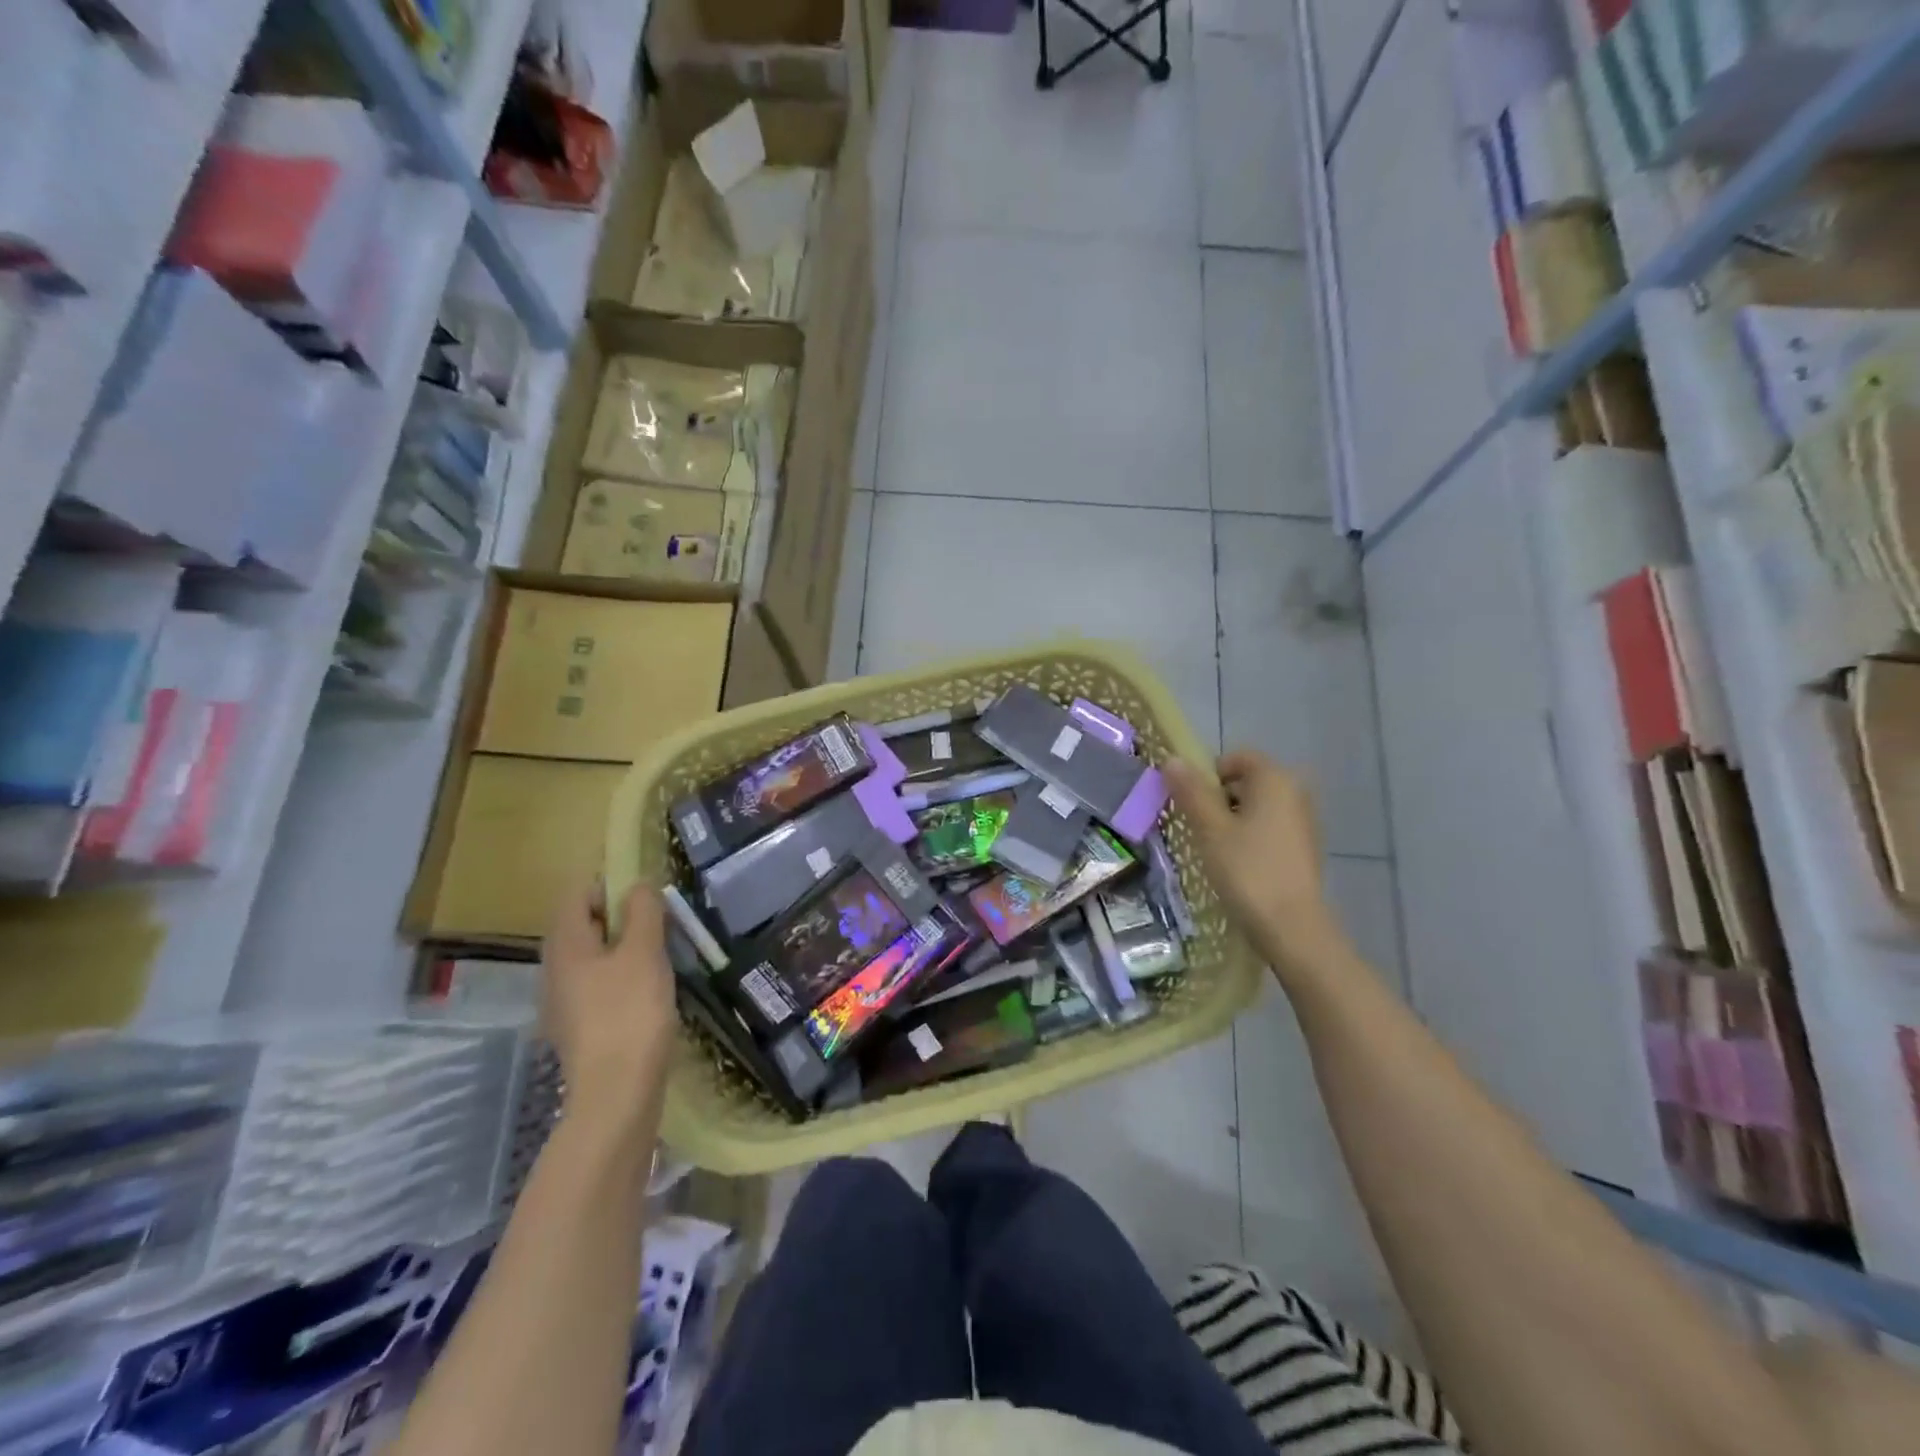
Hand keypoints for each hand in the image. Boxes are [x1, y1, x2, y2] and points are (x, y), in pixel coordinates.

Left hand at [542, 883, 675, 1124]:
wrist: (616, 1094)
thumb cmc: (630, 1013)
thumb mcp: (644, 953)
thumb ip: (643, 912)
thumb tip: (638, 884)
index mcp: (565, 946)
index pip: (578, 895)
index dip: (611, 886)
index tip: (648, 899)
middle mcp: (554, 970)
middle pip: (584, 926)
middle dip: (622, 918)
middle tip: (661, 927)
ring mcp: (563, 1003)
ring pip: (593, 958)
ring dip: (625, 949)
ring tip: (662, 959)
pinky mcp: (579, 1028)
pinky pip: (598, 986)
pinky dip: (622, 979)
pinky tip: (650, 994)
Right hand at [1165, 752, 1345, 969]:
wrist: (1292, 927)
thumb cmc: (1247, 870)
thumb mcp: (1210, 829)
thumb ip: (1191, 792)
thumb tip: (1172, 760)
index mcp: (1275, 778)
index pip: (1236, 758)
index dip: (1208, 774)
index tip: (1191, 804)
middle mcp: (1295, 792)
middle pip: (1246, 781)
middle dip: (1217, 799)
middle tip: (1198, 829)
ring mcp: (1304, 821)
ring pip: (1256, 807)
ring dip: (1232, 820)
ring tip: (1214, 850)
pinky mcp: (1304, 848)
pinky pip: (1269, 828)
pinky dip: (1249, 837)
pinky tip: (1237, 865)